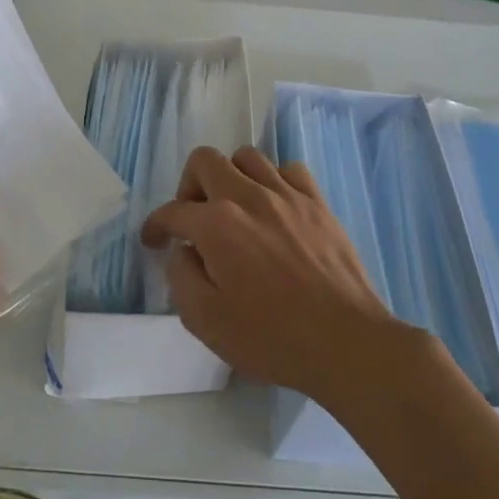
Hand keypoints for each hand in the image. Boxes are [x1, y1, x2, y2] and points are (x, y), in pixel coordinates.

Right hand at [141, 146, 414, 410]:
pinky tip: (274, 208)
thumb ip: (181, 277)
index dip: (155, 225)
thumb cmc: (271, 337)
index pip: (172, 212)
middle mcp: (248, 196)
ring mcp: (287, 195)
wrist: (345, 341)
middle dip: (189, 185)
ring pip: (247, 157)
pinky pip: (289, 170)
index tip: (154, 241)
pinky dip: (274, 181)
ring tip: (234, 209)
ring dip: (231, 177)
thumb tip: (183, 252)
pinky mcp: (318, 203)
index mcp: (216, 224)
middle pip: (205, 160)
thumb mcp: (205, 321)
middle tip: (194, 219)